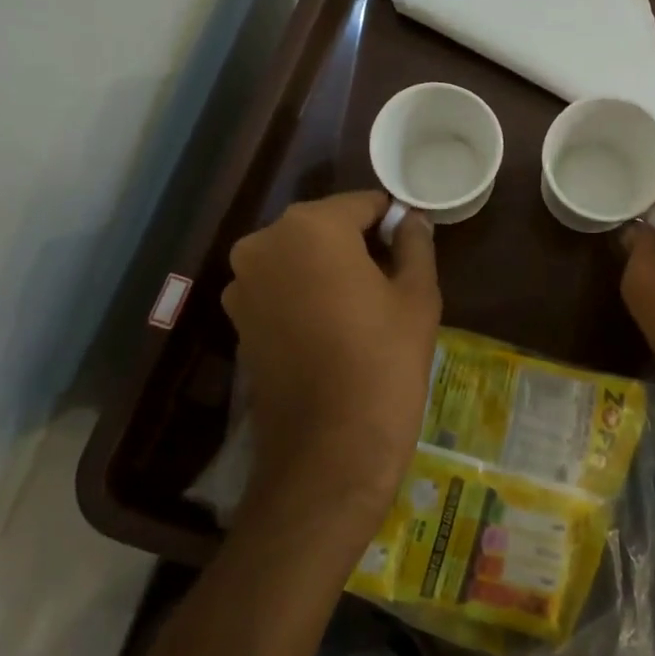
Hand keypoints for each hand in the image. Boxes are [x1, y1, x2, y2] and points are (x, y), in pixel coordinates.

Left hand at [222, 191, 439, 525]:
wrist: (330, 450)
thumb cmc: (384, 363)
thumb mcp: (417, 296)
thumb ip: (414, 245)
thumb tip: (411, 220)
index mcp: (309, 228)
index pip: (362, 204)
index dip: (392, 222)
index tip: (413, 248)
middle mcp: (264, 244)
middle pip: (325, 228)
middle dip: (358, 244)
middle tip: (392, 282)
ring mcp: (242, 284)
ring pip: (300, 259)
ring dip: (329, 270)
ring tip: (363, 309)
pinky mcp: (237, 321)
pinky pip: (280, 289)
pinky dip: (306, 296)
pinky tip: (334, 330)